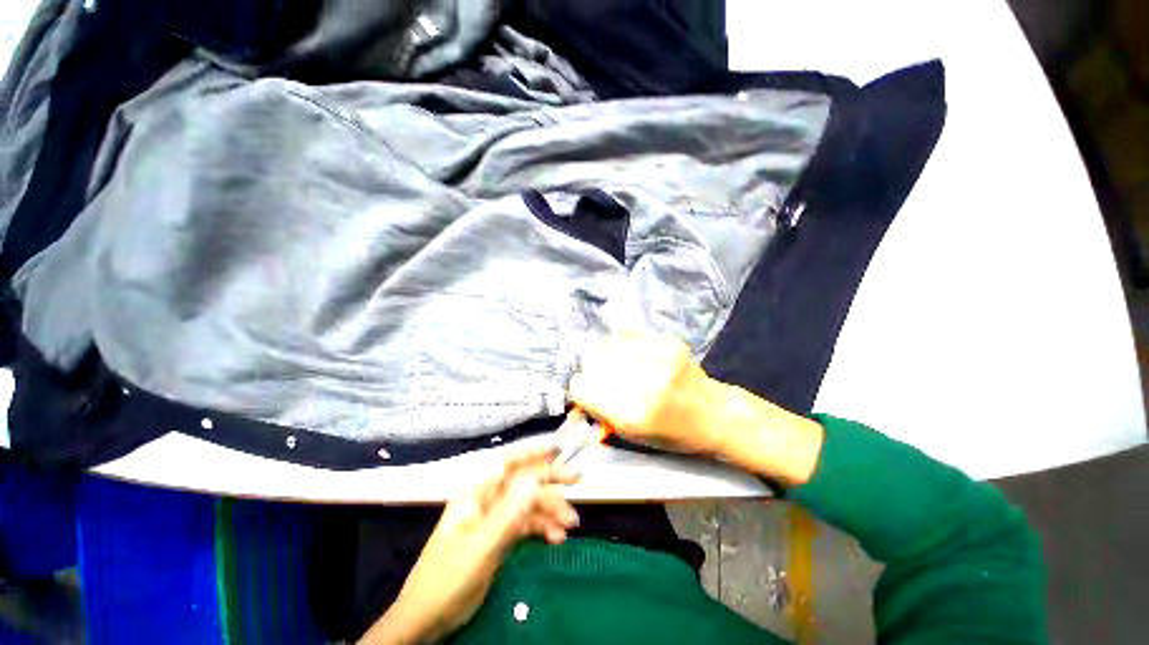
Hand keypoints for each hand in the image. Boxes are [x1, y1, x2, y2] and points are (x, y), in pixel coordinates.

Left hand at [361, 449, 579, 644]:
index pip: (508, 462)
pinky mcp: (500, 537)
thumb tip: (535, 480)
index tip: (557, 448)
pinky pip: (527, 525)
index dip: (532, 451)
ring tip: (570, 525)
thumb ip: (509, 514)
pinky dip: (543, 528)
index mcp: (476, 493)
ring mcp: (494, 519)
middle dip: (549, 481)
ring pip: (528, 504)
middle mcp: (487, 500)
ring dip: (550, 510)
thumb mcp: (481, 547)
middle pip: (523, 481)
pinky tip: (557, 539)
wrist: (427, 621)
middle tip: (577, 481)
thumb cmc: (448, 579)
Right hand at [568, 331, 724, 454]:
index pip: (583, 389)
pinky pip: (628, 334)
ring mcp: (661, 358)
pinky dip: (622, 344)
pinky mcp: (669, 342)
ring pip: (608, 345)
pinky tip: (629, 354)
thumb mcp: (632, 435)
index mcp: (634, 415)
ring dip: (605, 356)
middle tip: (601, 379)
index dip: (580, 390)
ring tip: (615, 365)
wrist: (715, 414)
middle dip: (592, 372)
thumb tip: (577, 388)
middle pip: (593, 363)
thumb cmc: (672, 433)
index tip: (586, 391)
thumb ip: (600, 411)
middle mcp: (647, 383)